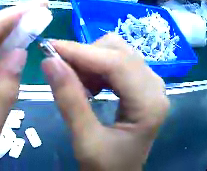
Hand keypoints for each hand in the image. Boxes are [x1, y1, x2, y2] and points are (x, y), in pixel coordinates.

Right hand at [41, 34, 168, 170]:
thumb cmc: (104, 168)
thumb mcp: (85, 141)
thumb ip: (70, 101)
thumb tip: (49, 63)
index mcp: (149, 103)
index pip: (118, 64)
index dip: (82, 52)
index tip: (51, 47)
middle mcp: (156, 86)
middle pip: (121, 52)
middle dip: (88, 57)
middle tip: (62, 72)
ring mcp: (153, 84)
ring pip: (121, 54)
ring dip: (94, 62)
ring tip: (77, 84)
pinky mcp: (146, 86)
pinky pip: (122, 64)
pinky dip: (102, 69)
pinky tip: (92, 87)